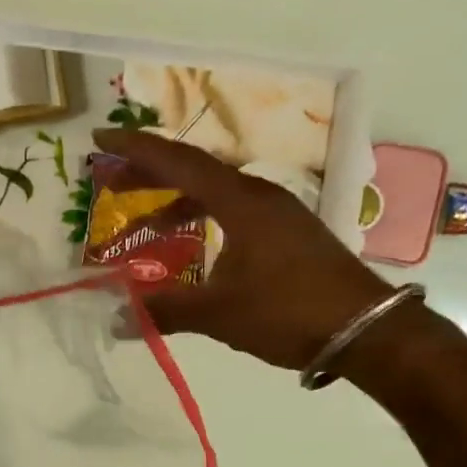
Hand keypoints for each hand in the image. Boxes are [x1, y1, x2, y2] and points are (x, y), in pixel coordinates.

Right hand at [93, 128, 394, 369]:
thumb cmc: (288, 313)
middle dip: (150, 173)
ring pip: (217, 193)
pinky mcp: (289, 233)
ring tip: (145, 223)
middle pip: (196, 171)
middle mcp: (260, 196)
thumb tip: (116, 318)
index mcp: (241, 202)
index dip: (136, 149)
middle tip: (111, 181)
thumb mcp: (219, 313)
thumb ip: (166, 311)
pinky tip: (195, 245)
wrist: (365, 330)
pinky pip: (234, 212)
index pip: (179, 162)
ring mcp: (278, 213)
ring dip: (177, 200)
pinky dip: (204, 219)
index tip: (101, 137)